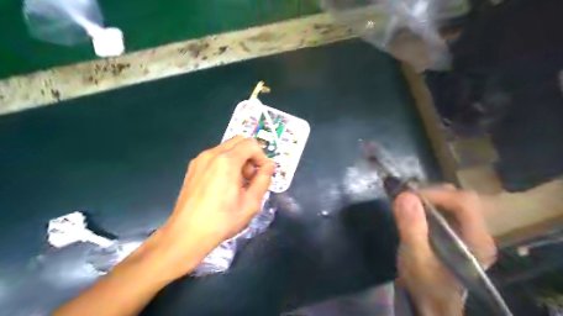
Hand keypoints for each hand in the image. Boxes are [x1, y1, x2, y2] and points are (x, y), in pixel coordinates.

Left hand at [139, 138, 273, 279]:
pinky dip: (225, 163)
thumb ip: (263, 180)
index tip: (263, 173)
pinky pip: (215, 156)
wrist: (187, 234)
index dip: (262, 156)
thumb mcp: (251, 203)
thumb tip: (270, 166)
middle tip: (251, 177)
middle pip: (239, 141)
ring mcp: (200, 159)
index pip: (251, 144)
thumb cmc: (222, 220)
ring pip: (226, 148)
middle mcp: (212, 154)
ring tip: (238, 183)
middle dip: (250, 155)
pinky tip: (224, 184)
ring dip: (238, 159)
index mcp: (227, 161)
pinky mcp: (193, 167)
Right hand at [392, 187, 493, 314]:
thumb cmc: (426, 283)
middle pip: (460, 198)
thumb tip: (405, 196)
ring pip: (452, 201)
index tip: (409, 197)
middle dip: (431, 194)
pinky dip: (428, 205)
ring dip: (429, 198)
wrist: (432, 302)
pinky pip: (446, 209)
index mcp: (476, 240)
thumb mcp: (415, 258)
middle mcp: (479, 233)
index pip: (464, 202)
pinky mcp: (458, 233)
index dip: (436, 193)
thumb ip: (412, 228)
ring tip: (408, 204)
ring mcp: (469, 232)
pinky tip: (414, 212)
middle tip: (407, 199)